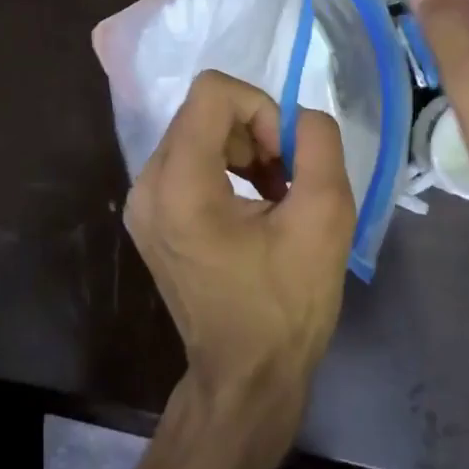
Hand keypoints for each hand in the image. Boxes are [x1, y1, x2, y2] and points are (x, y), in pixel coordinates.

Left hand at [125, 70, 355, 441]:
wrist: (246, 376)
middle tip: (287, 180)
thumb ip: (319, 143)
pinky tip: (254, 205)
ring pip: (198, 131)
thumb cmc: (287, 304)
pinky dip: (227, 166)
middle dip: (255, 132)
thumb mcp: (326, 216)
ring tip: (276, 194)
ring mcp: (142, 203)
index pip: (214, 91)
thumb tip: (300, 117)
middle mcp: (147, 185)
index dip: (262, 109)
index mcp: (180, 185)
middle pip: (205, 111)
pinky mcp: (150, 216)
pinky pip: (190, 159)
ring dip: (244, 149)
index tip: (286, 159)